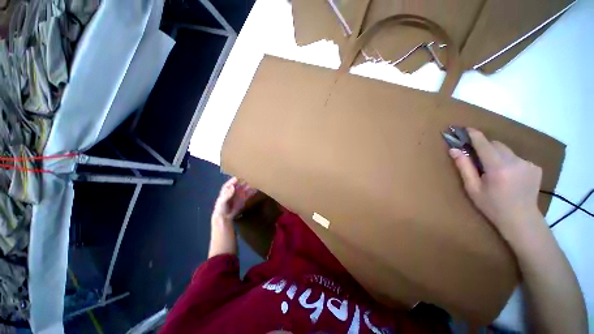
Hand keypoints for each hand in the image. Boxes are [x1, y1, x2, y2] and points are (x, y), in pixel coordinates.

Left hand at [212, 177, 256, 223]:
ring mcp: (240, 193)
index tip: (243, 176)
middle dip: (246, 180)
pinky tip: (257, 189)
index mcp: (228, 188)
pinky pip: (249, 193)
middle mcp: (235, 189)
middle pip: (241, 182)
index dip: (238, 178)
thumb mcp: (222, 201)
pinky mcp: (244, 198)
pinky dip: (253, 191)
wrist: (224, 217)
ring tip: (256, 182)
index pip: (233, 181)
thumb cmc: (221, 208)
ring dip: (251, 185)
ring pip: (246, 187)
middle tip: (252, 177)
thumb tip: (233, 187)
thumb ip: (227, 194)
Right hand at [449, 129, 543, 238]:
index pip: (484, 144)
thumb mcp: (473, 188)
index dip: (475, 135)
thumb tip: (454, 150)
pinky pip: (516, 158)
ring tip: (495, 171)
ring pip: (507, 151)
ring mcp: (528, 163)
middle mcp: (515, 162)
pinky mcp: (535, 167)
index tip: (466, 128)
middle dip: (485, 147)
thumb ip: (464, 167)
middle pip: (496, 145)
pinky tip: (509, 175)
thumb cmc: (492, 206)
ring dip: (497, 155)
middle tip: (478, 159)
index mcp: (497, 168)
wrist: (521, 219)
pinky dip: (509, 161)